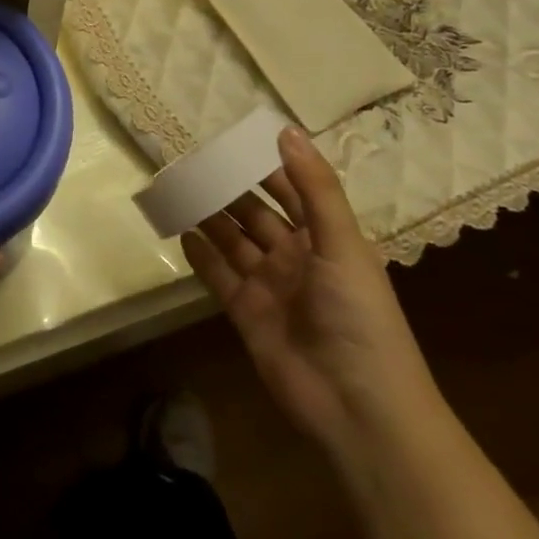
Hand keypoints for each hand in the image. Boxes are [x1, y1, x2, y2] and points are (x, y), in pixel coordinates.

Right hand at [181, 127, 439, 457]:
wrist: (359, 408)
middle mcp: (295, 257)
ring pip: (232, 241)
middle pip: (254, 213)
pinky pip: (218, 276)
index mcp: (326, 239)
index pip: (290, 191)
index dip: (264, 166)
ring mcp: (269, 287)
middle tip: (190, 162)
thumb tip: (286, 130)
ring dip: (208, 217)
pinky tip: (181, 233)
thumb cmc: (360, 318)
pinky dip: (201, 256)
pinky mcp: (246, 314)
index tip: (230, 140)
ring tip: (177, 189)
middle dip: (227, 189)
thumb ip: (315, 189)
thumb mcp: (343, 245)